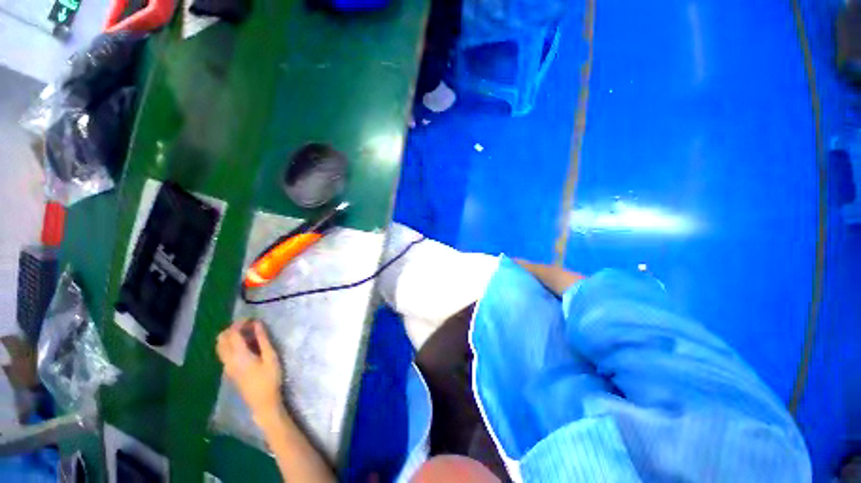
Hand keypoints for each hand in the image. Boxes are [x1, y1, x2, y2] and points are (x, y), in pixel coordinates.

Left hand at [216, 320, 283, 424]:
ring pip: (220, 346)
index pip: (232, 333)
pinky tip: (246, 346)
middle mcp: (228, 360)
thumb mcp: (271, 357)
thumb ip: (263, 339)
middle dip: (232, 329)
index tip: (252, 319)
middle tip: (249, 326)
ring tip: (248, 335)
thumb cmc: (270, 378)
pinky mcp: (229, 371)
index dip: (240, 323)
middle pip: (221, 339)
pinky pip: (224, 353)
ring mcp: (227, 366)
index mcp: (238, 355)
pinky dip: (231, 344)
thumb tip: (257, 324)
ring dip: (230, 337)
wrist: (263, 402)